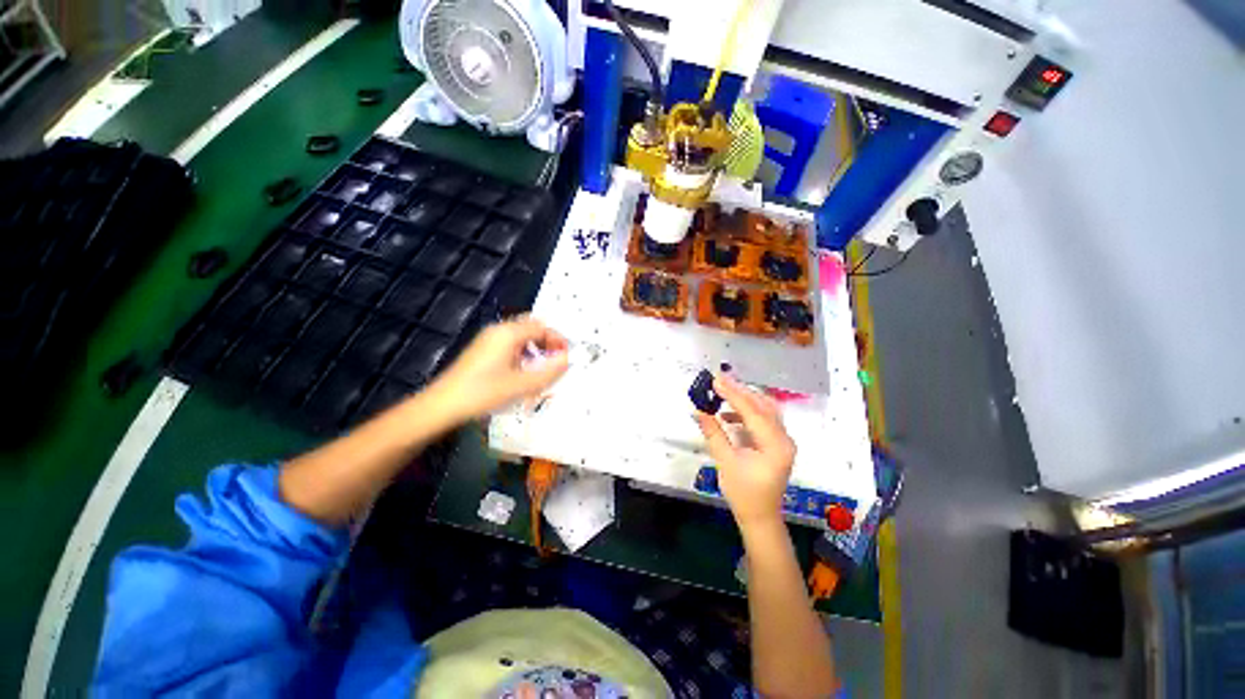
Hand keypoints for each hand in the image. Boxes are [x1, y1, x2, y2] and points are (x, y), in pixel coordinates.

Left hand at [428, 317, 569, 421]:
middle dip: (548, 341)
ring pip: (521, 336)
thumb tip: (568, 359)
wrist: (442, 405)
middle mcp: (498, 330)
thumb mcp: (521, 385)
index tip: (567, 356)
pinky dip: (523, 353)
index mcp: (508, 333)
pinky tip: (524, 371)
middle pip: (531, 327)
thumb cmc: (483, 392)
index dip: (558, 340)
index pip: (542, 327)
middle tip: (557, 359)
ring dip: (536, 347)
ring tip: (543, 367)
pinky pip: (510, 344)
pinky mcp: (483, 350)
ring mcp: (488, 340)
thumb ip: (549, 372)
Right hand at [693, 374, 795, 529]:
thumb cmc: (743, 493)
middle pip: (763, 405)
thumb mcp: (725, 462)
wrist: (759, 517)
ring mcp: (782, 440)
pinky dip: (746, 412)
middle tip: (719, 379)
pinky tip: (728, 413)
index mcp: (775, 445)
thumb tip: (698, 410)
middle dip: (740, 391)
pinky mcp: (775, 442)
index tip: (716, 380)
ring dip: (744, 399)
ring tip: (721, 392)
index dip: (733, 394)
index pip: (753, 411)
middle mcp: (784, 438)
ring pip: (764, 409)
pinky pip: (763, 419)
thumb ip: (713, 433)